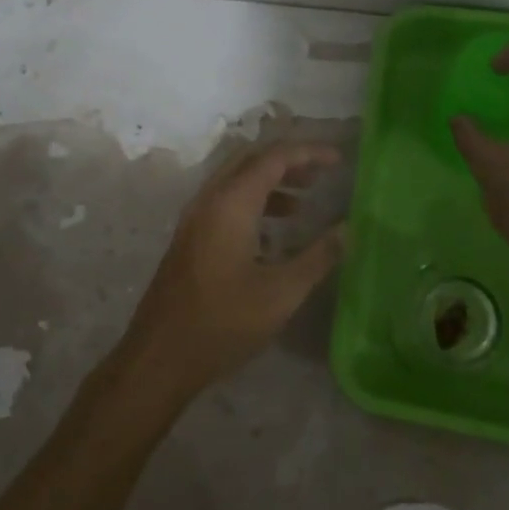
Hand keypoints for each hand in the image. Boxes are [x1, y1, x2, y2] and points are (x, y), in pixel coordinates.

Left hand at [114, 141, 345, 402]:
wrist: (160, 356)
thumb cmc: (224, 322)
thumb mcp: (281, 292)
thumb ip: (318, 256)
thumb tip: (348, 229)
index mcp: (231, 203)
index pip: (274, 157)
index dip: (309, 153)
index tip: (338, 161)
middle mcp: (208, 200)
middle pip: (250, 160)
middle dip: (287, 162)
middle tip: (320, 176)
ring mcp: (193, 219)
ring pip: (235, 181)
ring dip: (269, 183)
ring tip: (302, 203)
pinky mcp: (188, 239)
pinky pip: (223, 203)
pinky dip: (252, 203)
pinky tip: (273, 235)